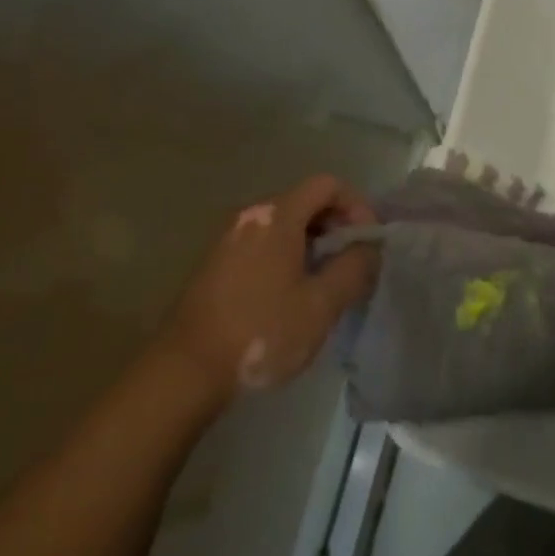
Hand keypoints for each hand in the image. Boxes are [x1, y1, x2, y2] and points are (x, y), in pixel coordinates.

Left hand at [161, 174, 378, 402]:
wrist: (185, 370)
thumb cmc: (261, 332)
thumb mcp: (320, 305)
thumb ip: (354, 269)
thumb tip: (368, 248)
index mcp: (277, 215)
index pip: (327, 185)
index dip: (356, 206)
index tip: (368, 242)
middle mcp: (251, 214)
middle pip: (305, 201)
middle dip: (336, 226)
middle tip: (351, 265)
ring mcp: (228, 237)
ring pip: (284, 225)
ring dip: (311, 244)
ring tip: (324, 284)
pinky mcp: (216, 262)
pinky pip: (263, 243)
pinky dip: (286, 256)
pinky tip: (290, 295)